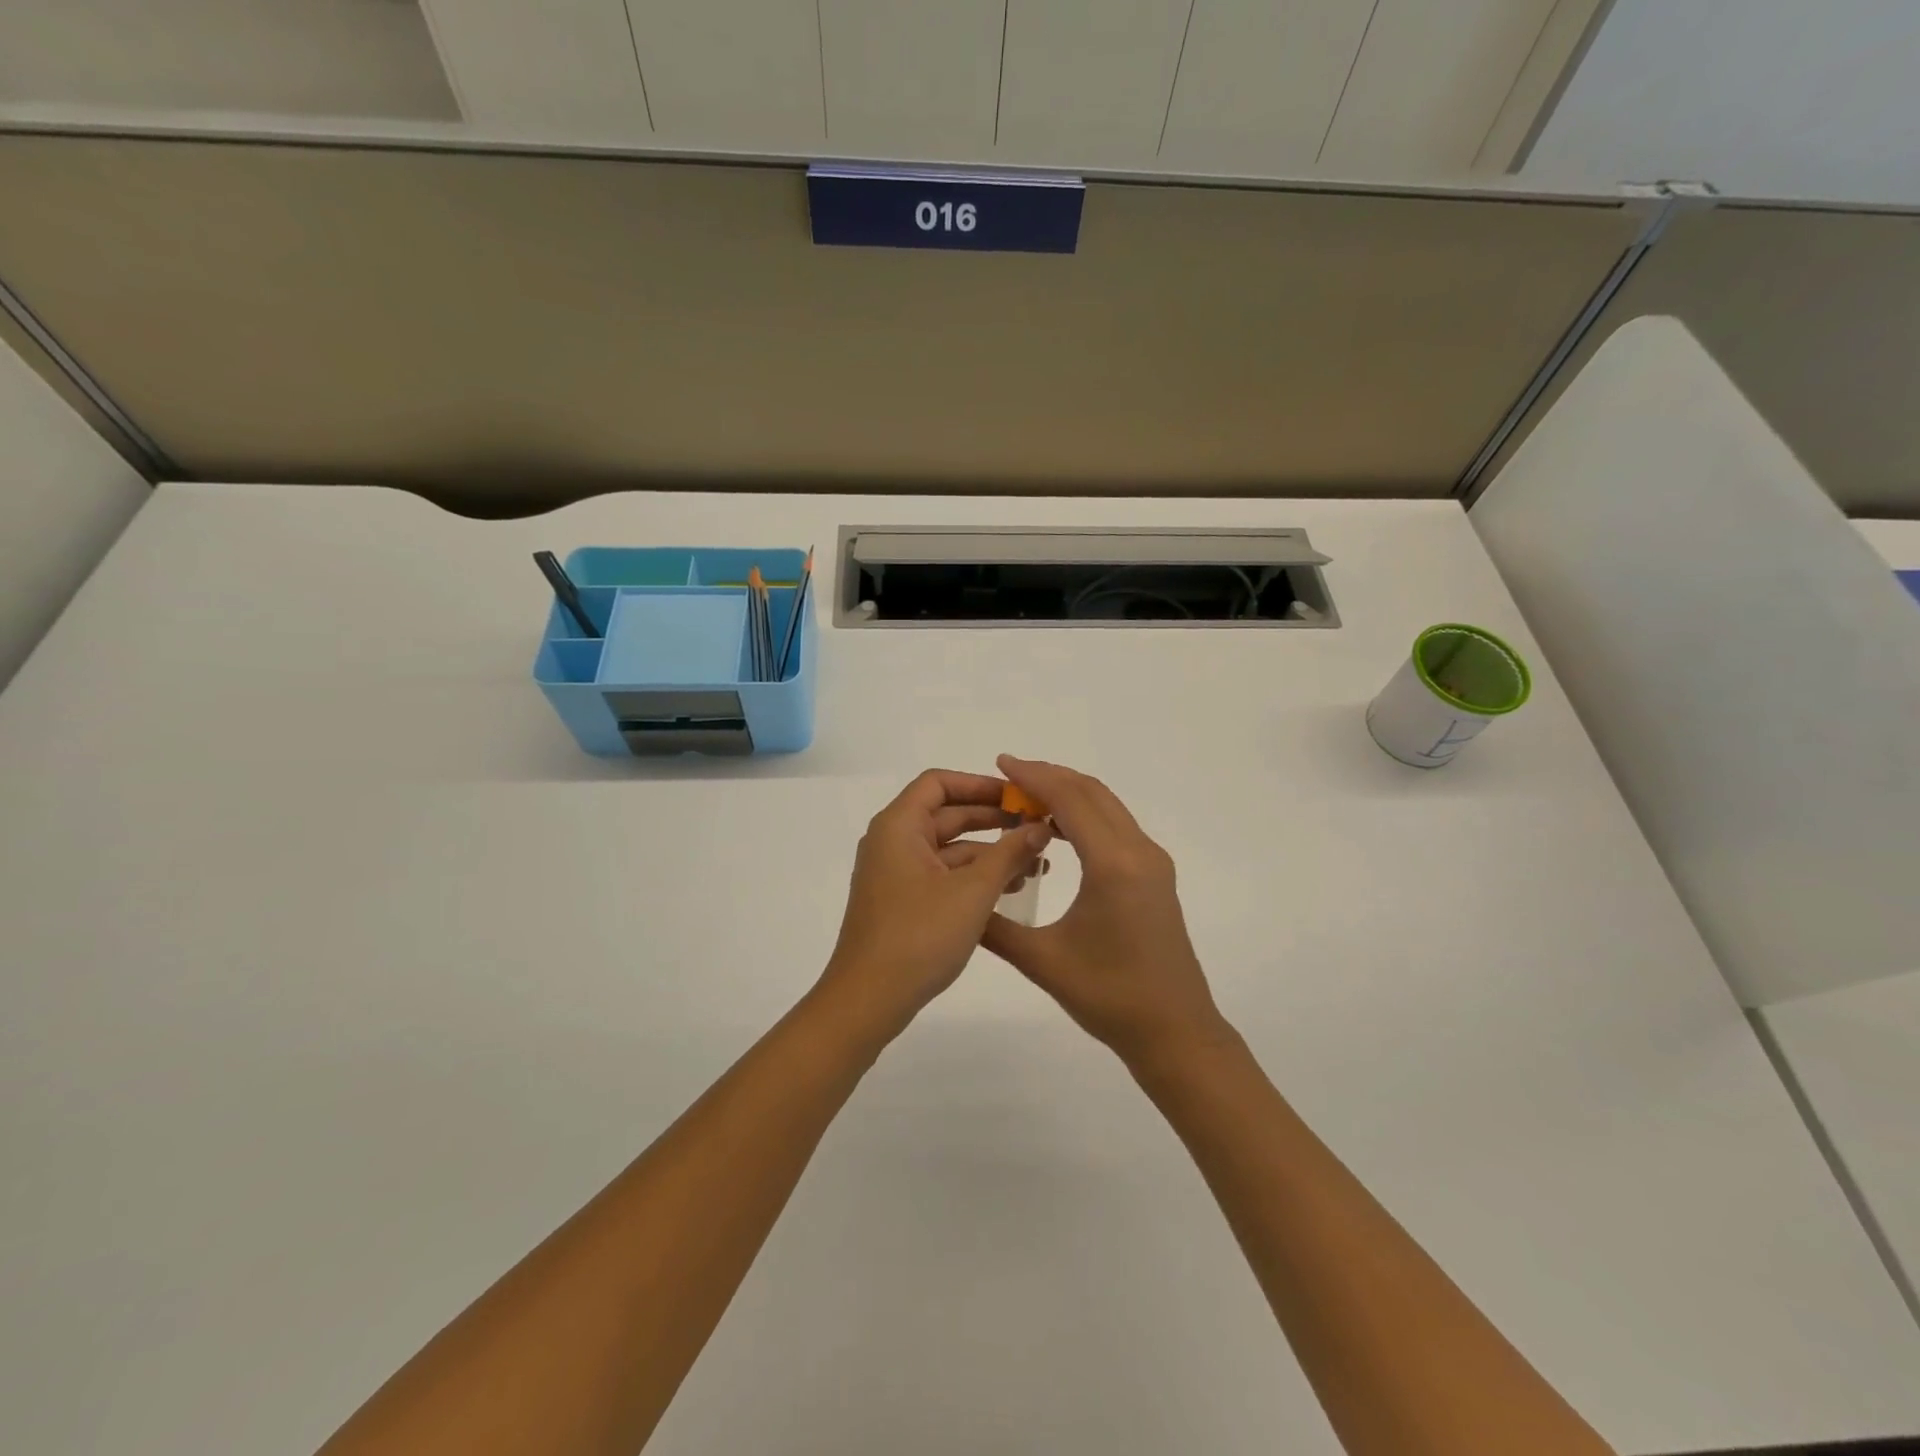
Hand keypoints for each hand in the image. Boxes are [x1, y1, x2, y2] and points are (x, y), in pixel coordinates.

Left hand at [819, 769, 1052, 1039]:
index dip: (980, 784)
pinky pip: (943, 875)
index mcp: (899, 826)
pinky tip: (1010, 889)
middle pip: (947, 815)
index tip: (1018, 797)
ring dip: (990, 853)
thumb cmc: (919, 936)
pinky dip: (974, 877)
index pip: (939, 784)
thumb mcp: (973, 892)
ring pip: (949, 849)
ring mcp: (896, 874)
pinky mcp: (902, 902)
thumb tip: (1040, 827)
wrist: (868, 999)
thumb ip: (1009, 853)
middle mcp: (893, 842)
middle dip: (994, 820)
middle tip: (1038, 828)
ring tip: (1036, 865)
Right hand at [982, 756, 1232, 1067]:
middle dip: (1049, 777)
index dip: (1034, 776)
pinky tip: (1058, 831)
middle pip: (1092, 793)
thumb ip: (995, 927)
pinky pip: (1117, 826)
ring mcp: (1153, 862)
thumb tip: (958, 901)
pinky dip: (1085, 814)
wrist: (1174, 1031)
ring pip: (1108, 806)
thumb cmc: (1110, 997)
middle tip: (1009, 777)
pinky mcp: (1156, 875)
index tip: (1001, 763)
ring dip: (1069, 794)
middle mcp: (1139, 852)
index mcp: (1114, 865)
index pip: (1070, 800)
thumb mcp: (1042, 962)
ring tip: (1027, 799)